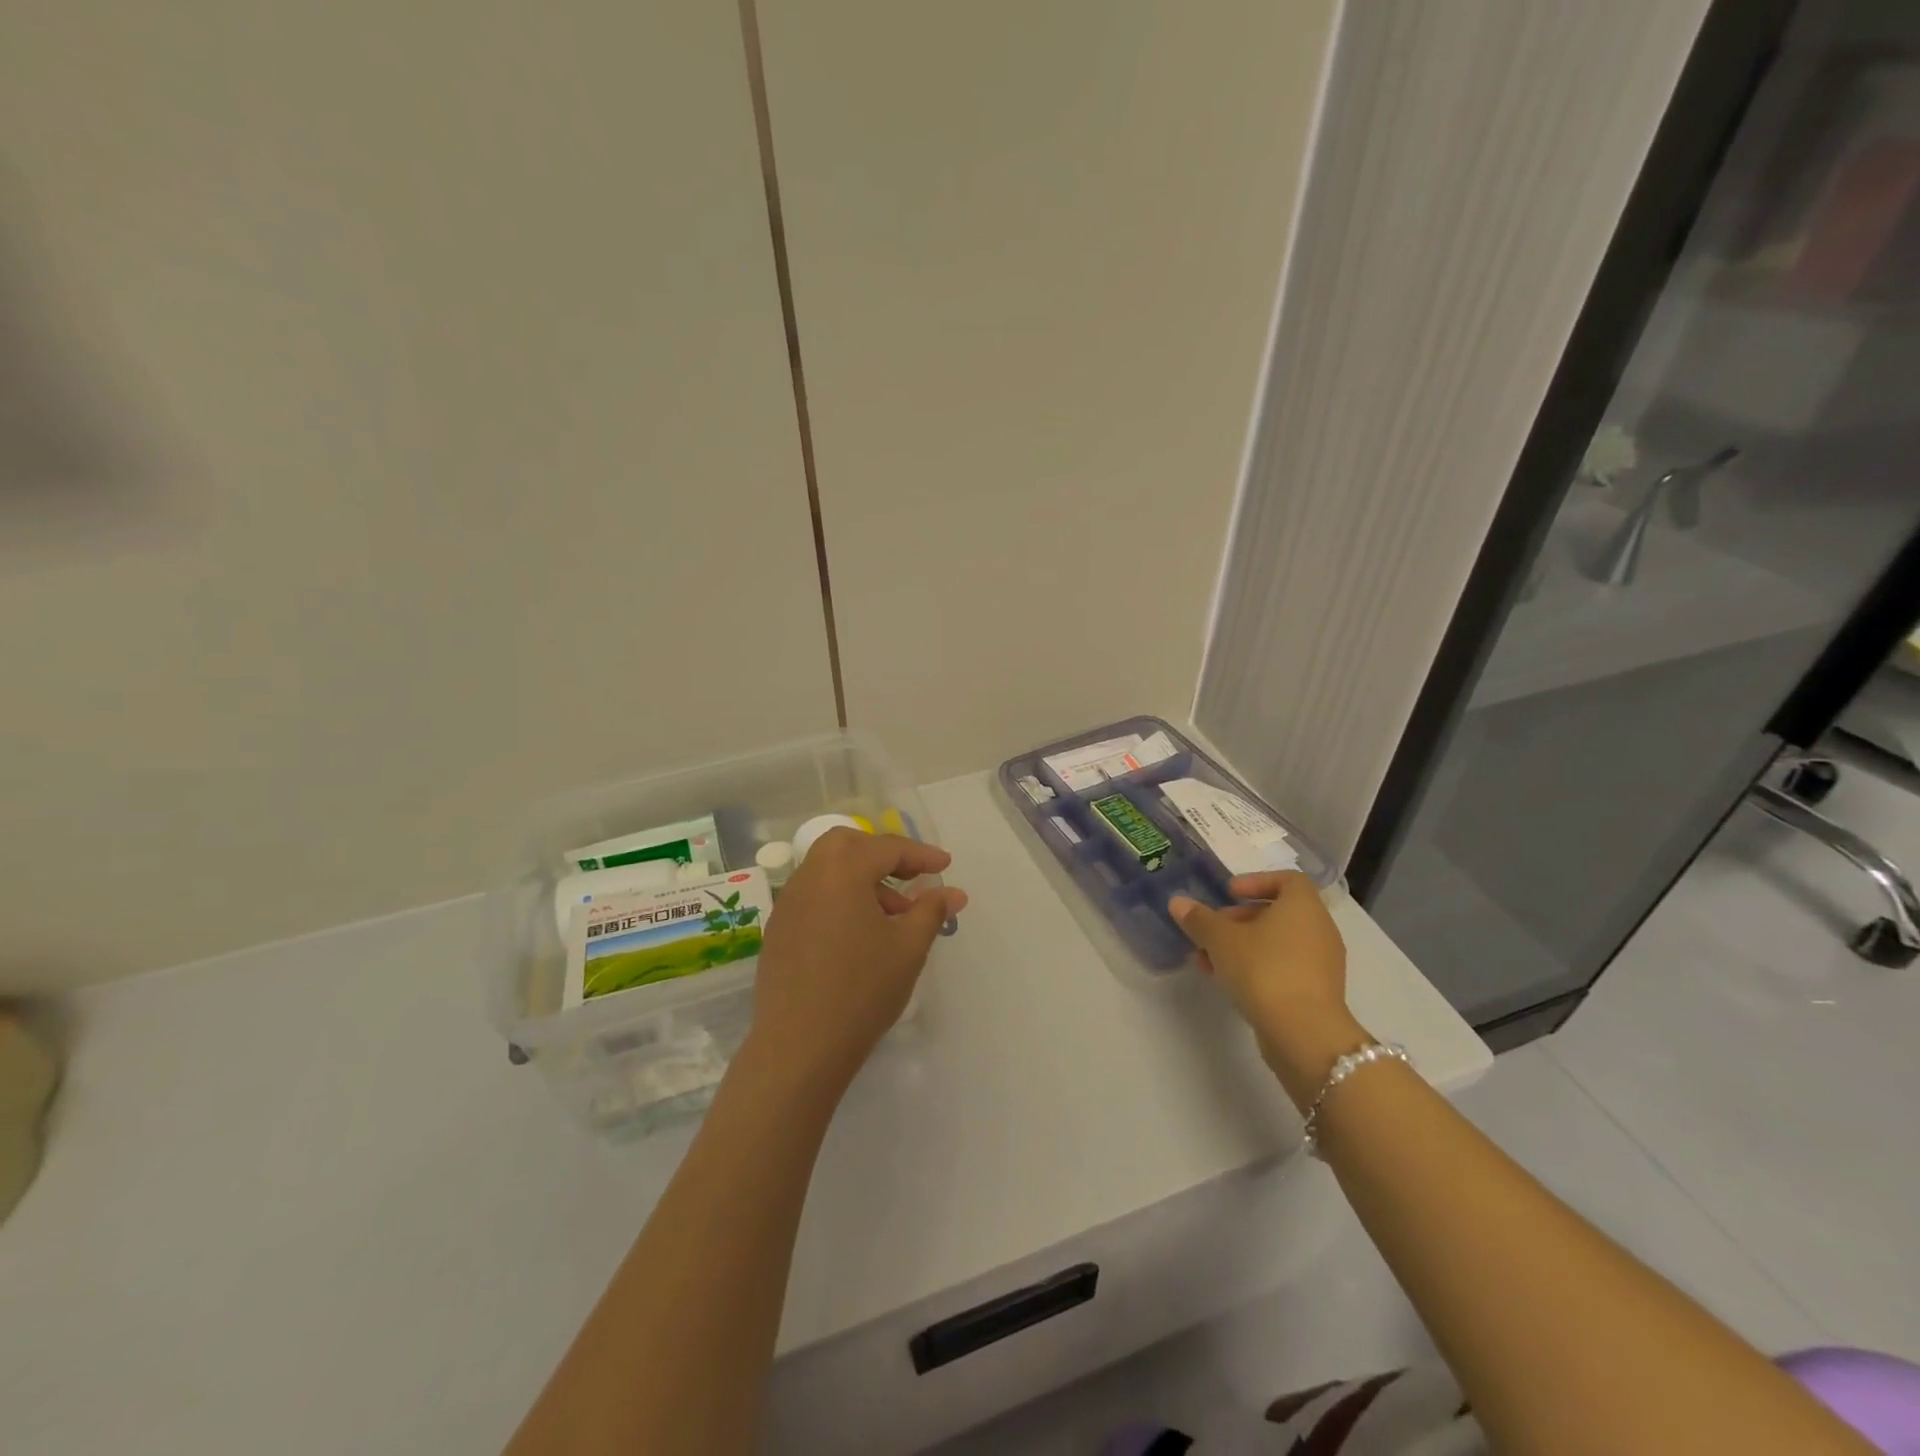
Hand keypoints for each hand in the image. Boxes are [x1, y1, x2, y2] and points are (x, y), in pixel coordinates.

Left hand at [744, 829, 968, 1093]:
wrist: (798, 1047)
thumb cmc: (861, 990)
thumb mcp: (908, 948)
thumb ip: (931, 911)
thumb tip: (952, 892)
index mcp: (841, 871)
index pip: (886, 848)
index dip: (920, 855)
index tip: (945, 866)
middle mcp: (809, 877)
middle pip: (847, 845)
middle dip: (882, 854)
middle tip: (911, 877)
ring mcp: (788, 904)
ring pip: (828, 871)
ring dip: (862, 879)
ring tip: (893, 917)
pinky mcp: (778, 931)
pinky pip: (814, 896)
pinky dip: (840, 898)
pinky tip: (860, 935)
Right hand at [1168, 871, 1365, 1109]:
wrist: (1304, 1034)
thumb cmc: (1263, 970)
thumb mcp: (1221, 940)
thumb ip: (1199, 919)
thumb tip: (1178, 902)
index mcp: (1303, 906)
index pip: (1287, 879)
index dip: (1256, 881)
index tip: (1229, 894)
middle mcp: (1319, 929)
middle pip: (1279, 913)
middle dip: (1240, 918)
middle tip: (1212, 929)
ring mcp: (1322, 963)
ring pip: (1278, 943)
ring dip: (1243, 945)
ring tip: (1208, 959)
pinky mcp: (1317, 992)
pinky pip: (1284, 967)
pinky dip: (1258, 967)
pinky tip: (1228, 982)